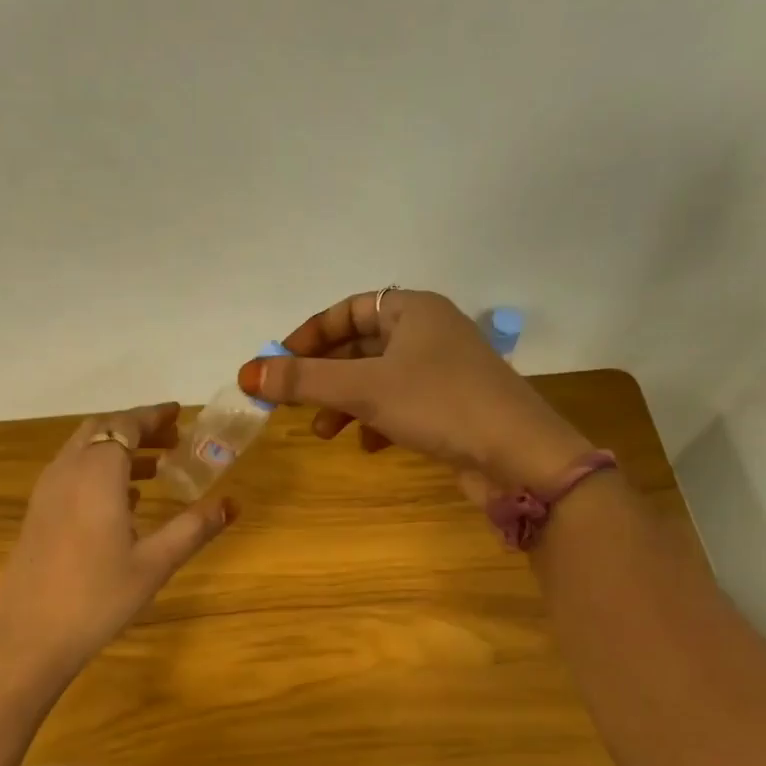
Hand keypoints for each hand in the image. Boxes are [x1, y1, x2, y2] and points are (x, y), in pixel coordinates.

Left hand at [0, 403, 237, 685]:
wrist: (28, 636)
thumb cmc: (97, 597)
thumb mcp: (155, 563)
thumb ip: (193, 528)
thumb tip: (232, 503)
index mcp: (97, 473)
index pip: (126, 425)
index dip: (153, 416)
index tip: (179, 414)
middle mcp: (68, 471)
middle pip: (101, 430)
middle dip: (136, 429)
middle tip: (172, 441)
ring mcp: (47, 492)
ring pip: (83, 451)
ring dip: (117, 450)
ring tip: (155, 469)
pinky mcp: (37, 514)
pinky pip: (71, 473)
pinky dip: (98, 470)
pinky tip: (122, 501)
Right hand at [237, 289, 594, 493]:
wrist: (518, 455)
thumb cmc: (439, 404)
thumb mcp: (363, 388)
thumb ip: (303, 380)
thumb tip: (247, 372)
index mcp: (413, 310)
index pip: (347, 310)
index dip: (308, 336)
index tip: (278, 365)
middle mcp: (429, 332)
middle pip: (359, 347)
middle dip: (323, 377)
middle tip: (292, 402)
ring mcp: (442, 371)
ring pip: (376, 380)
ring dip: (344, 403)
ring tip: (324, 433)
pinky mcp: (450, 406)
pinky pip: (399, 405)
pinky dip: (376, 421)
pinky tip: (368, 445)